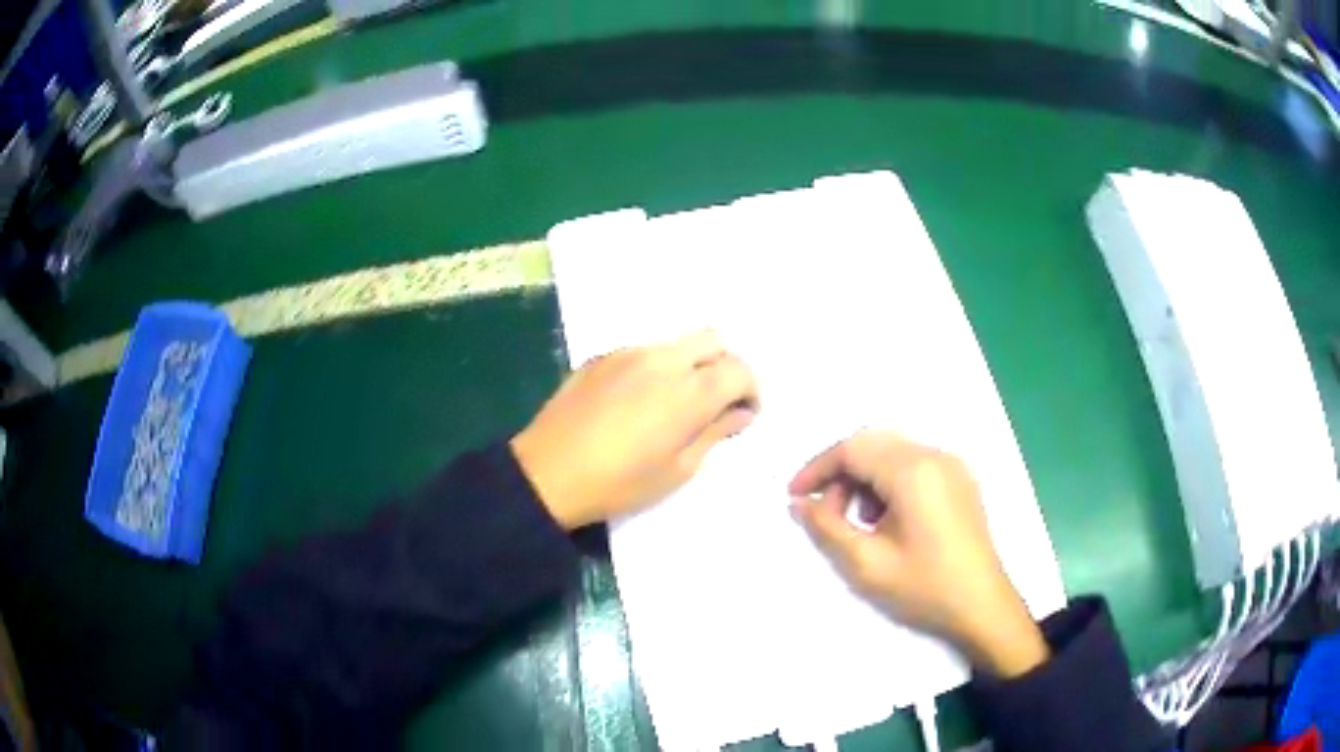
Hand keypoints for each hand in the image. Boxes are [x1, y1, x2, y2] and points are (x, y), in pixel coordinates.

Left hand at [512, 330, 757, 529]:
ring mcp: (629, 353)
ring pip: (677, 345)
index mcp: (689, 391)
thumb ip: (714, 433)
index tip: (742, 415)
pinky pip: (643, 352)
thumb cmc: (618, 483)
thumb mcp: (677, 469)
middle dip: (724, 367)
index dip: (750, 391)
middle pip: (713, 340)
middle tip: (714, 403)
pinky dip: (656, 369)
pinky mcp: (602, 357)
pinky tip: (636, 402)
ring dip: (689, 366)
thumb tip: (739, 413)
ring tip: (671, 405)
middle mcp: (663, 360)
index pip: (739, 369)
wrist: (547, 474)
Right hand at [789, 431, 1048, 677]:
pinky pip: (914, 464)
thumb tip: (800, 503)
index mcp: (914, 471)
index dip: (818, 468)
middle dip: (841, 471)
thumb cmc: (924, 588)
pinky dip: (889, 481)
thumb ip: (827, 527)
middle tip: (824, 511)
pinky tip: (886, 519)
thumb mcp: (867, 564)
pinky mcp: (960, 480)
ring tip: (856, 521)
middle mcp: (935, 456)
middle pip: (873, 443)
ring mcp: (952, 466)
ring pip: (893, 452)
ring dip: (865, 476)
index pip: (853, 448)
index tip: (795, 497)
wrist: (983, 607)